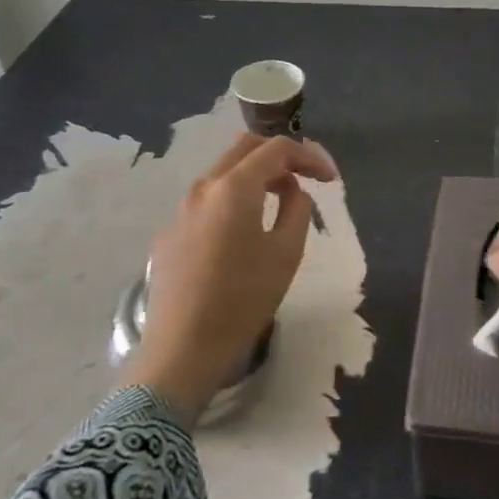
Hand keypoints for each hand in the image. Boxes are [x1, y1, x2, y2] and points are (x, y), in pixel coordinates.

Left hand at [122, 133, 336, 423]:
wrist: (181, 349)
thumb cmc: (242, 300)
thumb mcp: (286, 253)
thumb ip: (297, 209)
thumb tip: (293, 192)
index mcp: (234, 187)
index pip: (276, 149)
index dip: (308, 157)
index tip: (329, 179)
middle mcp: (203, 187)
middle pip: (245, 149)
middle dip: (279, 156)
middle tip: (304, 178)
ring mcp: (180, 210)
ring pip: (223, 173)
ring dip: (254, 177)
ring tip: (278, 203)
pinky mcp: (169, 234)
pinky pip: (206, 202)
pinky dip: (232, 201)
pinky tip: (242, 234)